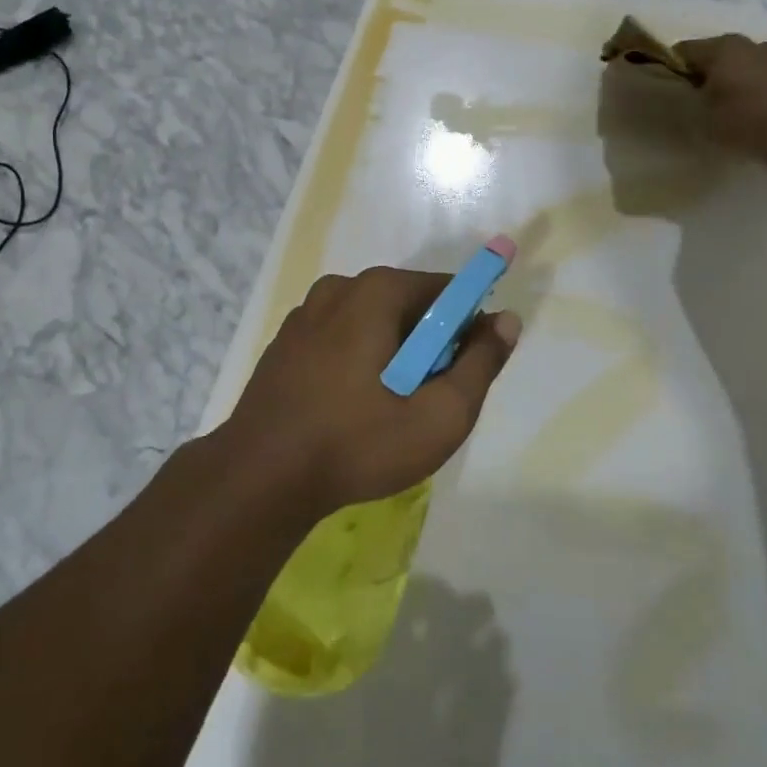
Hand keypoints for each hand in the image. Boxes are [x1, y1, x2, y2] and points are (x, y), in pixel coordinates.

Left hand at [226, 267, 520, 516]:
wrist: (259, 478)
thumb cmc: (357, 443)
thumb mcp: (439, 414)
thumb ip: (480, 363)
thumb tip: (507, 320)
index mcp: (376, 291)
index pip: (446, 291)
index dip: (467, 327)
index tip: (465, 372)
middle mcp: (339, 288)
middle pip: (409, 306)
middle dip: (428, 346)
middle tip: (426, 400)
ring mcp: (306, 314)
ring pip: (373, 324)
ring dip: (393, 356)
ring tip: (387, 410)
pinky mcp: (286, 342)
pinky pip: (341, 339)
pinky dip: (358, 362)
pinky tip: (350, 408)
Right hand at [675, 34, 766, 164]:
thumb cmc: (744, 121)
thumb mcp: (701, 115)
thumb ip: (688, 98)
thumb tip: (687, 91)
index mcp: (722, 47)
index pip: (683, 51)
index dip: (672, 69)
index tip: (669, 91)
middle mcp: (750, 43)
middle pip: (716, 55)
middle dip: (705, 74)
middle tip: (698, 102)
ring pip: (743, 65)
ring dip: (733, 80)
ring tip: (729, 109)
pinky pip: (765, 78)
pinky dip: (756, 90)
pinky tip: (755, 114)